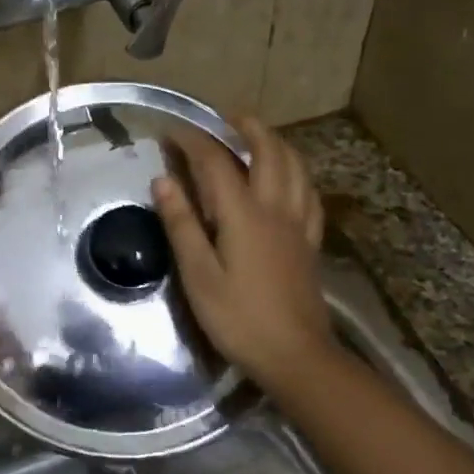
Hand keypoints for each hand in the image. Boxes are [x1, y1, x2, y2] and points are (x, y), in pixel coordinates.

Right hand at [152, 117, 333, 392]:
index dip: (192, 141)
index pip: (215, 163)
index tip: (169, 131)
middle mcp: (276, 208)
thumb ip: (182, 225)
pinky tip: (290, 179)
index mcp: (244, 214)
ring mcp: (299, 224)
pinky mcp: (311, 242)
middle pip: (268, 152)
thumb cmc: (239, 319)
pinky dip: (297, 174)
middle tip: (225, 117)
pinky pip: (309, 194)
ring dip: (276, 143)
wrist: (296, 356)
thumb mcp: (199, 275)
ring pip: (295, 167)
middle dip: (247, 127)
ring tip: (258, 136)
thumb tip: (163, 181)